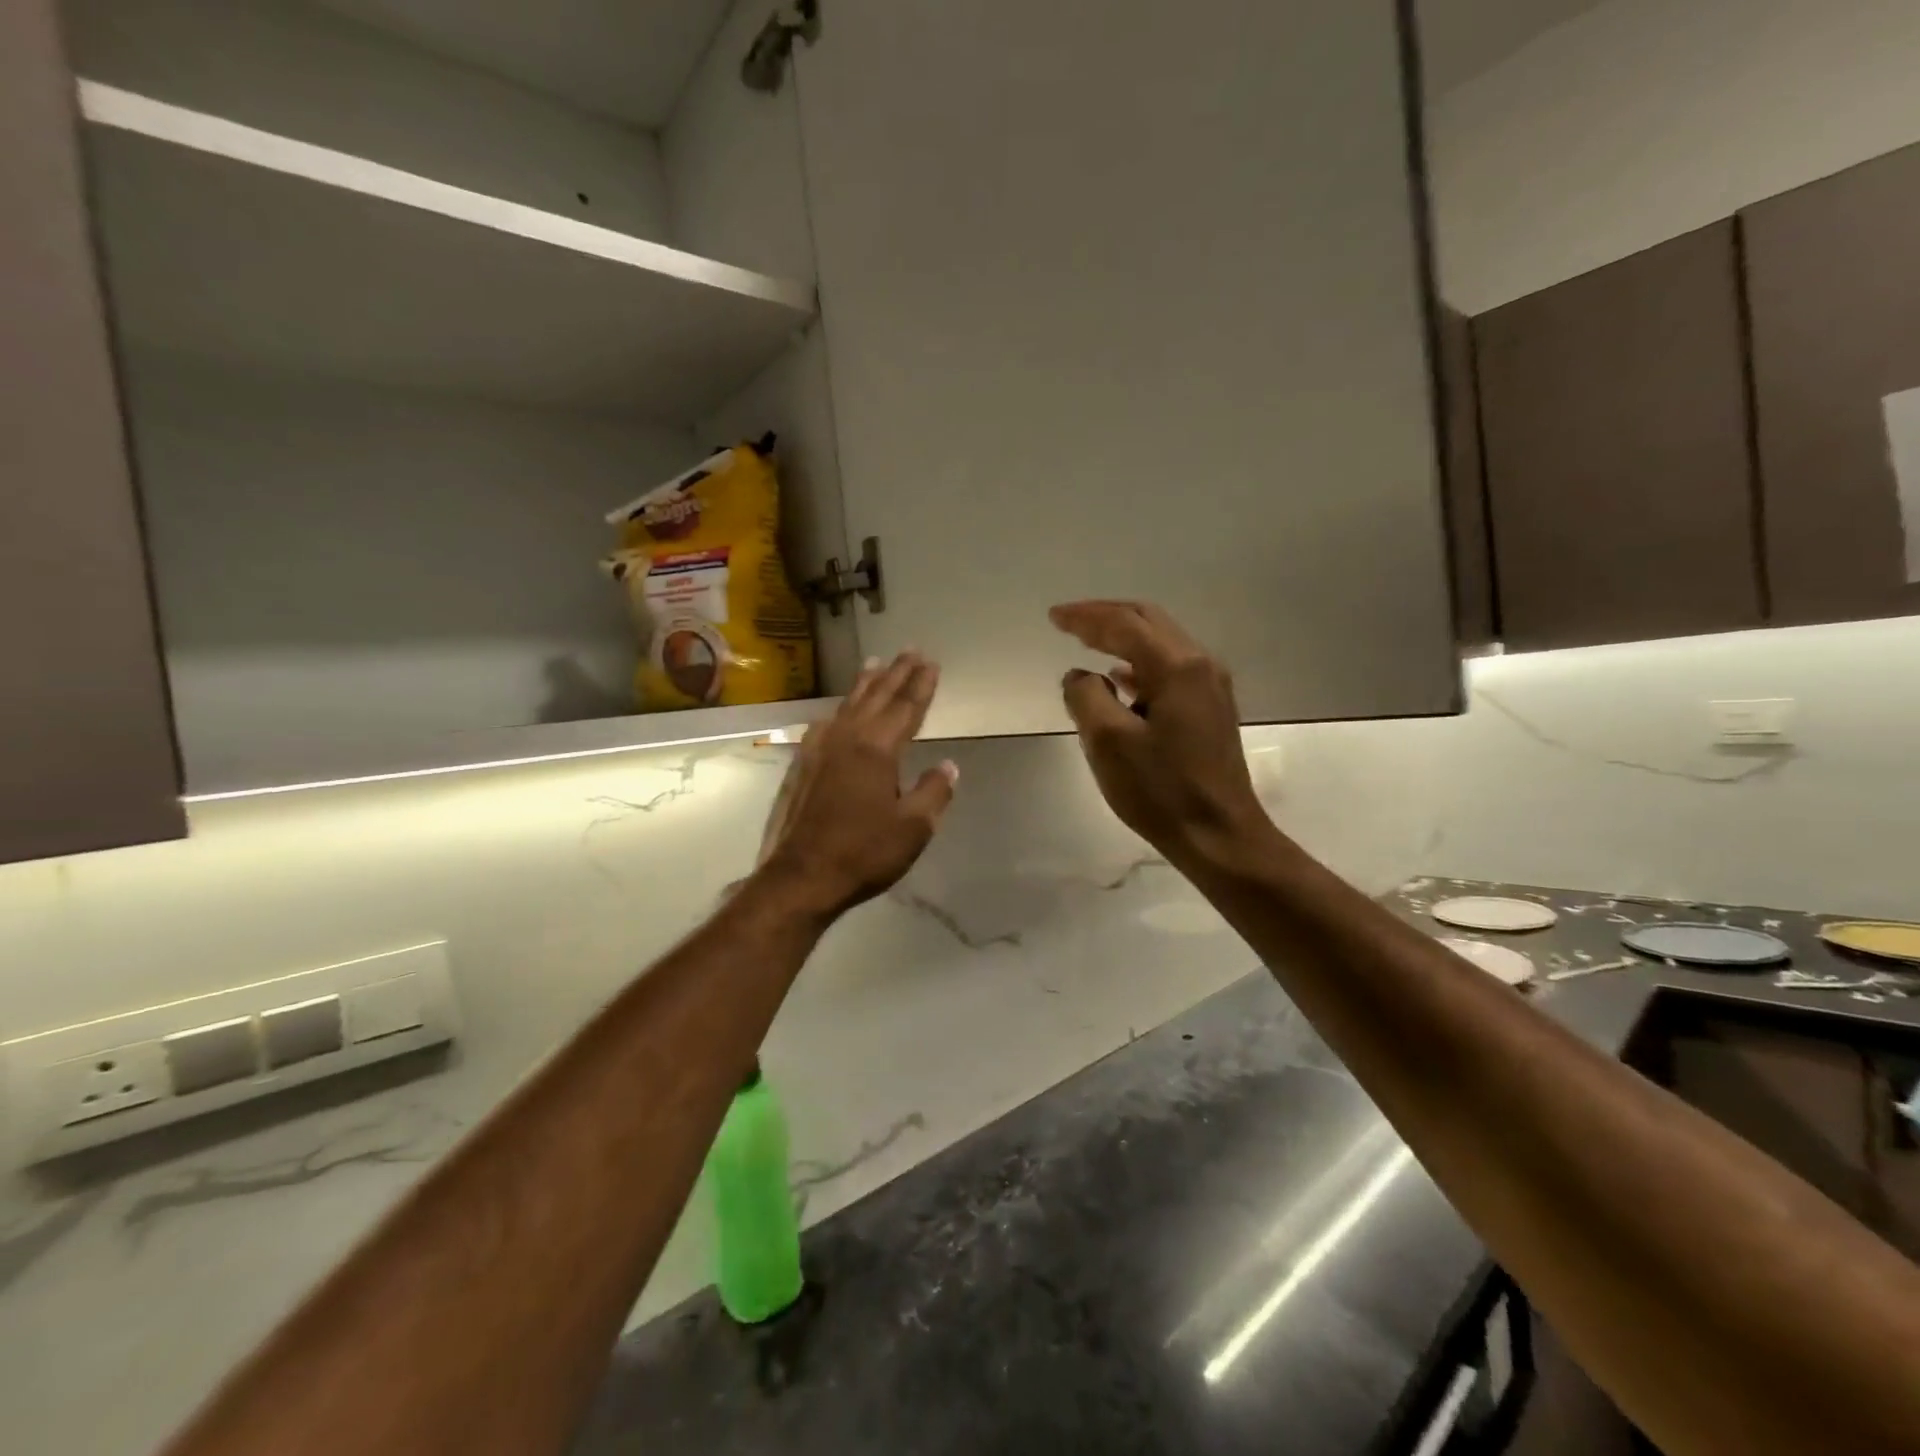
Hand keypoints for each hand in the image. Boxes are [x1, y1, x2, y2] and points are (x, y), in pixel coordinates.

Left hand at [754, 652, 958, 921]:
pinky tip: (836, 712)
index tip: (932, 663)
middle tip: (910, 650)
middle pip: (876, 697)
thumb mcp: (913, 828)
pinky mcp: (801, 765)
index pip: (906, 708)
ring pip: (847, 705)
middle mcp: (846, 738)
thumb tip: (949, 765)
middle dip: (896, 673)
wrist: (800, 876)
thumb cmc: (862, 852)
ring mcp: (819, 749)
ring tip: (875, 664)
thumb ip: (933, 792)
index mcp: (877, 749)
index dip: (921, 686)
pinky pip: (826, 724)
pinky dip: (839, 710)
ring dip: (865, 684)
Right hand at [1051, 601, 1271, 865]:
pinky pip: (1170, 669)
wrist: (1219, 835)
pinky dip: (1139, 664)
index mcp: (1177, 666)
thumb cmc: (1161, 790)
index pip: (1124, 624)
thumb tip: (1079, 675)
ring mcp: (1210, 687)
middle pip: (1148, 621)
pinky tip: (1119, 678)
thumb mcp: (1108, 742)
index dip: (1085, 617)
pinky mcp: (1211, 709)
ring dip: (1123, 637)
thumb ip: (1085, 697)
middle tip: (1068, 621)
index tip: (1053, 617)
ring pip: (1161, 644)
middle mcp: (1200, 665)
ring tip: (1087, 641)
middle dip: (1106, 617)